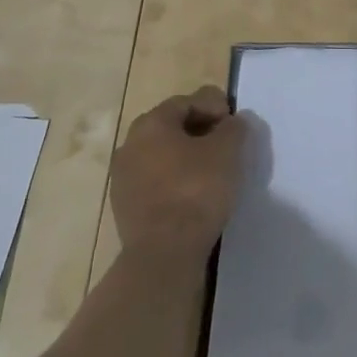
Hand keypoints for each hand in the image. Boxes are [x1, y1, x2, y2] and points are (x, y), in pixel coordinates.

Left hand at [110, 86, 247, 262]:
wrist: (163, 254)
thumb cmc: (196, 190)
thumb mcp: (228, 150)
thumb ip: (234, 127)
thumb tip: (232, 123)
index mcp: (151, 123)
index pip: (187, 102)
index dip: (215, 107)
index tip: (234, 128)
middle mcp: (130, 145)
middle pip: (171, 127)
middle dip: (201, 132)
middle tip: (226, 148)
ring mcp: (122, 178)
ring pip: (162, 156)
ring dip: (187, 158)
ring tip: (213, 174)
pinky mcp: (124, 208)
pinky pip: (155, 182)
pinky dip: (175, 182)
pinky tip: (194, 197)